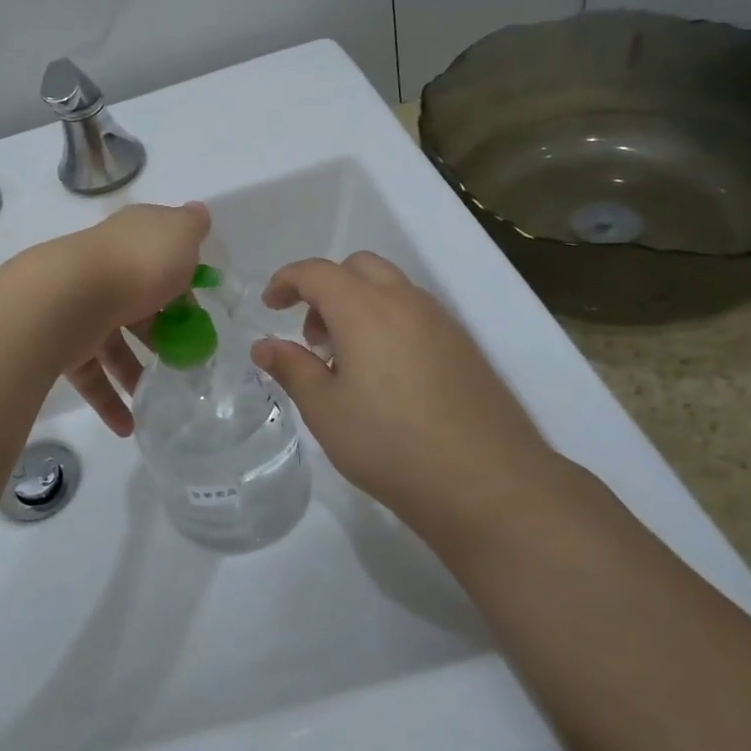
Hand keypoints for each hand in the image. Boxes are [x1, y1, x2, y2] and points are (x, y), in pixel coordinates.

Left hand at [14, 202, 209, 435]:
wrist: (66, 296)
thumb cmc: (137, 264)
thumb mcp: (179, 235)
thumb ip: (191, 226)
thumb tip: (198, 212)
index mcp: (132, 240)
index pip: (160, 256)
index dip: (183, 282)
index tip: (201, 312)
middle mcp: (105, 270)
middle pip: (139, 303)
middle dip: (161, 332)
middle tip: (187, 360)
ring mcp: (82, 307)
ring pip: (113, 344)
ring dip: (136, 374)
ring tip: (160, 402)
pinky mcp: (63, 342)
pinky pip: (91, 375)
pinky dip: (109, 400)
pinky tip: (127, 427)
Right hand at [249, 252, 559, 533]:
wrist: (487, 483)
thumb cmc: (390, 444)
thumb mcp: (325, 410)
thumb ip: (291, 368)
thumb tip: (263, 346)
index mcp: (365, 308)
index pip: (316, 272)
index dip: (286, 281)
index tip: (269, 306)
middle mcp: (405, 302)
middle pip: (358, 267)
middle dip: (326, 288)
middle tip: (312, 336)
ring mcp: (441, 322)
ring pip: (391, 288)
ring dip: (358, 305)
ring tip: (346, 362)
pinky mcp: (464, 347)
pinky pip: (415, 313)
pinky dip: (388, 322)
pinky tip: (385, 377)